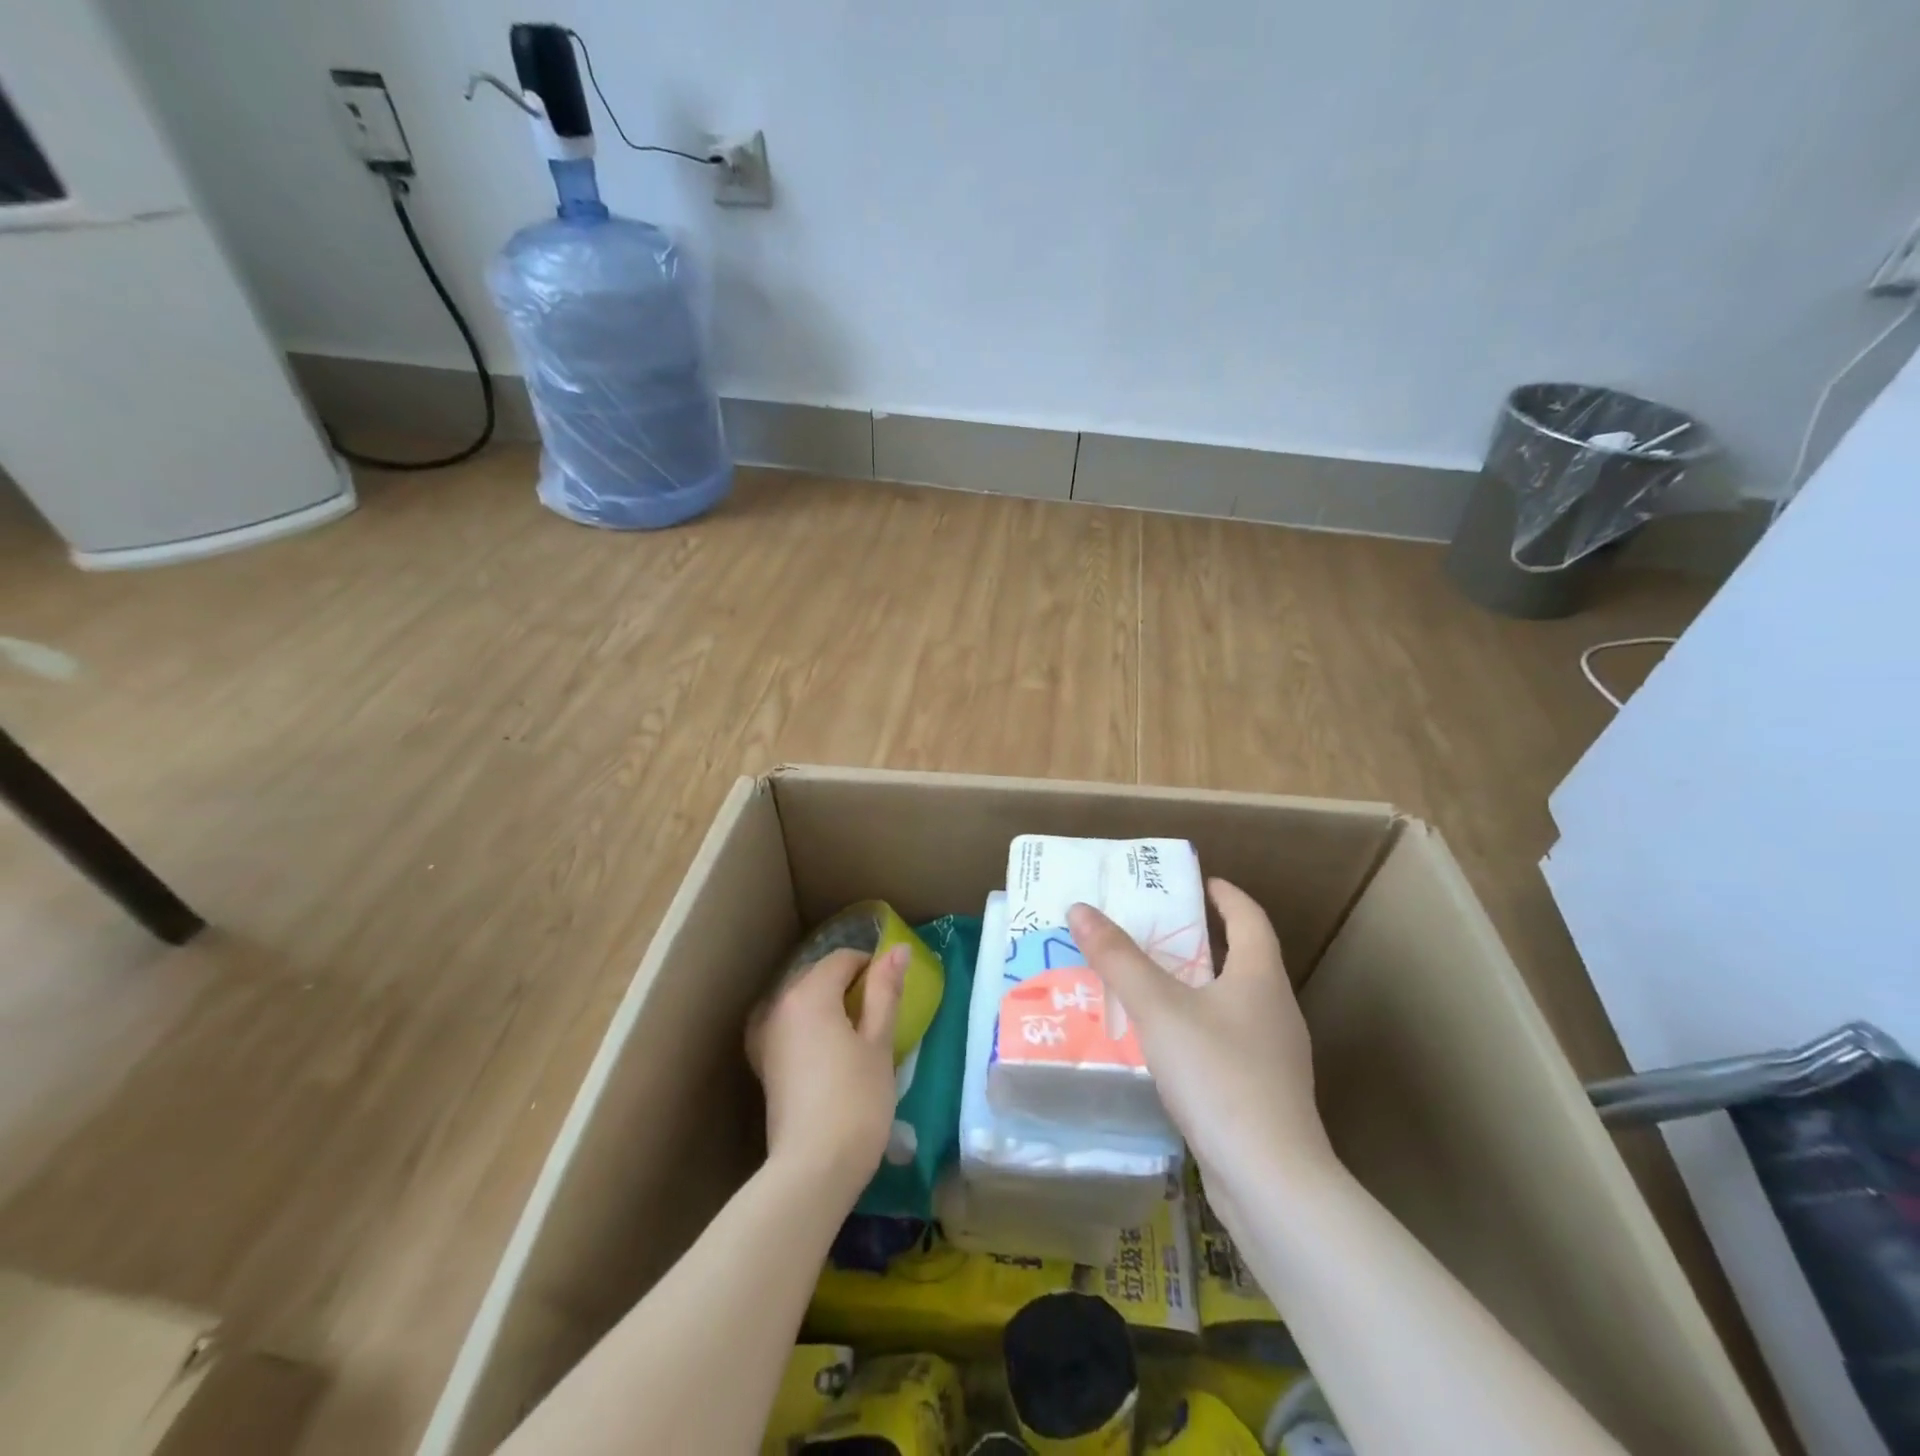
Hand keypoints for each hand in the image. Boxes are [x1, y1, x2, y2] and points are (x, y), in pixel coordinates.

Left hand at [747, 945, 905, 1195]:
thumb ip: (885, 991)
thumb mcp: (879, 1043)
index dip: (872, 968)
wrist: (813, 1169)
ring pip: (801, 1001)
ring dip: (828, 1006)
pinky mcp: (764, 1063)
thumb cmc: (856, 1100)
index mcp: (809, 993)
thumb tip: (898, 949)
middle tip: (878, 1016)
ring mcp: (765, 1035)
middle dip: (848, 985)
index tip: (892, 994)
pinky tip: (828, 1053)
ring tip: (856, 1036)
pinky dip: (810, 1027)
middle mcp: (779, 1005)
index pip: (842, 959)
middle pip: (817, 976)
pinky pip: (789, 1026)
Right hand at [1068, 879, 1336, 1195]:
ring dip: (1195, 988)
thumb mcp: (1158, 1009)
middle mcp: (1275, 1010)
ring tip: (1148, 986)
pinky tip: (1164, 1048)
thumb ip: (1118, 958)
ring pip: (1231, 1004)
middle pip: (1242, 959)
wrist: (1270, 1181)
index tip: (1199, 882)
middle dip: (1200, 941)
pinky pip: (1226, 1043)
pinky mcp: (1263, 1095)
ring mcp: (1274, 1057)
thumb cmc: (1218, 1075)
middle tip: (1153, 931)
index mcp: (1260, 978)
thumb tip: (1080, 909)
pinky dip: (1196, 1029)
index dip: (1226, 896)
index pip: (1250, 919)